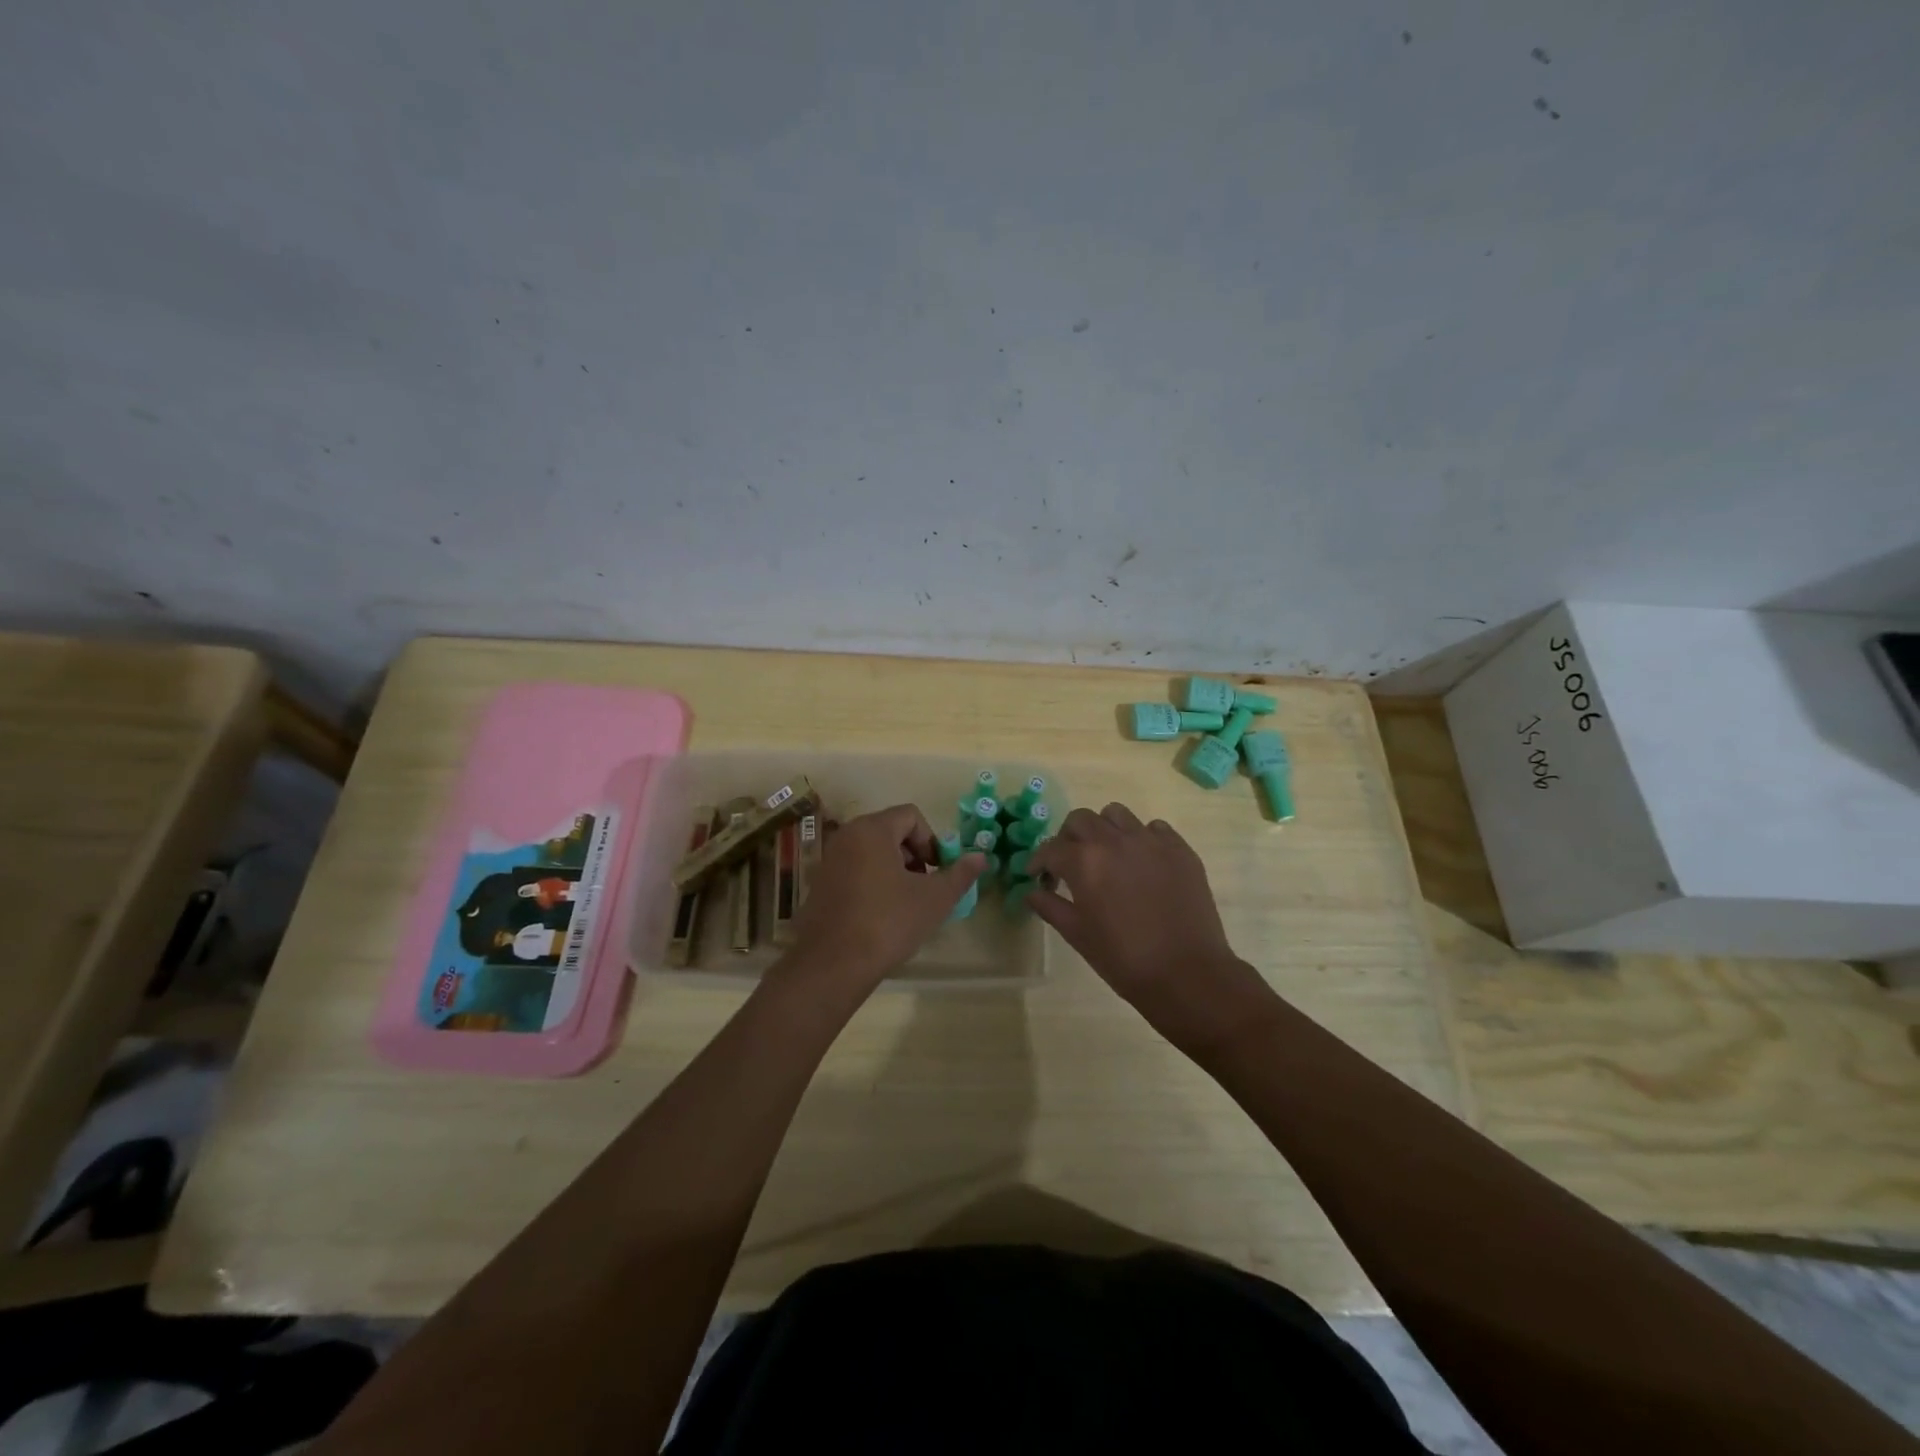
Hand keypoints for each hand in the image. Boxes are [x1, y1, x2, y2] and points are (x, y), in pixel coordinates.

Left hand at [783, 804, 986, 997]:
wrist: (832, 965)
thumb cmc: (888, 923)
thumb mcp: (934, 899)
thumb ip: (960, 874)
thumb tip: (981, 857)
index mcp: (872, 830)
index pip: (911, 816)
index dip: (932, 840)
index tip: (937, 872)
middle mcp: (847, 836)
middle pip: (891, 831)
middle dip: (914, 856)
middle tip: (924, 888)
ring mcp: (829, 860)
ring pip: (873, 851)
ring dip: (895, 870)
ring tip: (904, 904)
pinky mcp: (820, 884)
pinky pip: (855, 869)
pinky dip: (873, 882)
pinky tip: (880, 915)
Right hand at [1027, 804, 1277, 1052]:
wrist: (1187, 973)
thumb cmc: (1124, 959)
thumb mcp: (1078, 936)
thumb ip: (1051, 907)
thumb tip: (1032, 892)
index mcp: (1084, 861)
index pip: (1050, 848)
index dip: (1039, 862)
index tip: (1037, 876)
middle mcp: (1114, 840)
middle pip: (1080, 819)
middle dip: (1068, 838)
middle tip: (1070, 863)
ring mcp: (1150, 841)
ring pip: (1116, 814)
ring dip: (1104, 829)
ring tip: (1107, 855)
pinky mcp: (1179, 849)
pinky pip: (1154, 828)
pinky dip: (1141, 838)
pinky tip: (1142, 863)